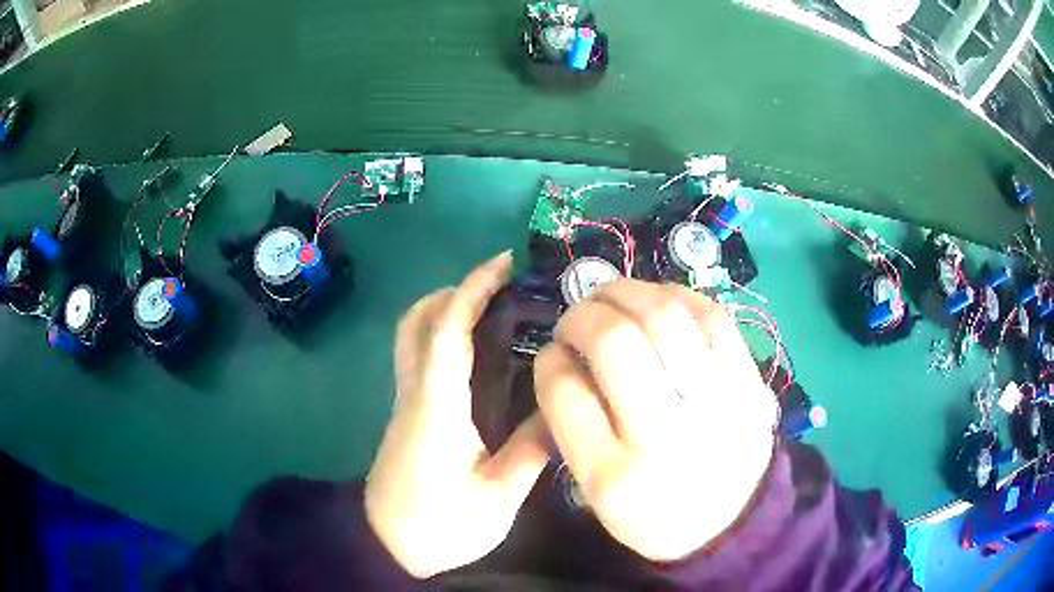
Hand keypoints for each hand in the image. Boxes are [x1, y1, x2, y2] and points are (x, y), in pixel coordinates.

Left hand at [365, 252, 548, 578]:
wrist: (387, 549)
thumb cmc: (440, 527)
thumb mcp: (497, 498)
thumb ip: (531, 449)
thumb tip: (561, 404)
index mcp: (436, 406)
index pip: (447, 329)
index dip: (473, 287)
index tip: (505, 263)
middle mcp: (415, 393)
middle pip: (418, 320)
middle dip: (456, 290)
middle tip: (504, 290)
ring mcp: (406, 402)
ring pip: (413, 336)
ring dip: (447, 310)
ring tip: (496, 314)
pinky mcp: (409, 415)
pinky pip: (421, 357)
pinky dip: (445, 337)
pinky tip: (481, 356)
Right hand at [534, 279, 776, 562]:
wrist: (732, 523)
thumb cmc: (654, 515)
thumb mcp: (595, 493)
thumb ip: (570, 427)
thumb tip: (563, 356)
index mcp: (614, 476)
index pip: (564, 391)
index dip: (549, 359)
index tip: (553, 353)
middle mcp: (666, 437)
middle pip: (614, 342)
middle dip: (582, 315)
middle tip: (576, 317)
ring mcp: (717, 404)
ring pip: (664, 316)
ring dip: (626, 292)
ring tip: (611, 296)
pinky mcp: (750, 383)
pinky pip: (712, 316)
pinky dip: (675, 295)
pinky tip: (657, 300)